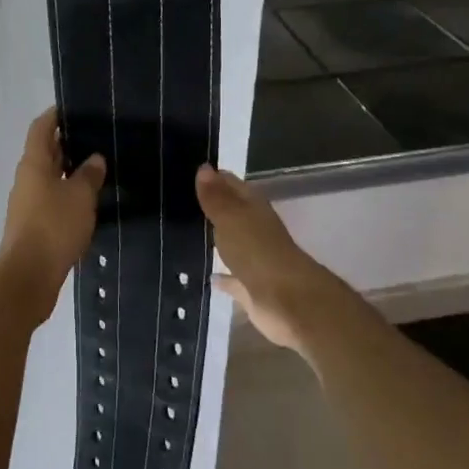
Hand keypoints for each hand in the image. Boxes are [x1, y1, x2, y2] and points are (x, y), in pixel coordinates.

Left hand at [0, 109, 105, 295]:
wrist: (29, 275)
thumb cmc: (54, 227)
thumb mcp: (80, 196)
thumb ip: (89, 174)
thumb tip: (94, 158)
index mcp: (34, 164)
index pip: (41, 128)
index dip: (55, 115)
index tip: (75, 107)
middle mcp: (27, 179)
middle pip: (45, 152)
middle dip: (67, 143)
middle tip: (96, 136)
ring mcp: (28, 203)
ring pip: (50, 177)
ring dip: (69, 170)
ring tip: (99, 167)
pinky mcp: (34, 225)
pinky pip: (52, 199)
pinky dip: (68, 194)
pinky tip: (89, 200)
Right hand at [196, 164, 330, 351]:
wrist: (288, 301)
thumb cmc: (257, 252)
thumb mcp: (231, 218)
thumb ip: (216, 197)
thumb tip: (204, 167)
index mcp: (253, 208)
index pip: (231, 184)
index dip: (213, 177)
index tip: (188, 171)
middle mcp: (256, 230)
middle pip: (232, 213)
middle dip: (213, 207)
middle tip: (180, 202)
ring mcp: (255, 260)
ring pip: (233, 244)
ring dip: (217, 239)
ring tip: (187, 234)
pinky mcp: (252, 288)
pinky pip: (233, 279)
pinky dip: (223, 277)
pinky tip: (208, 277)